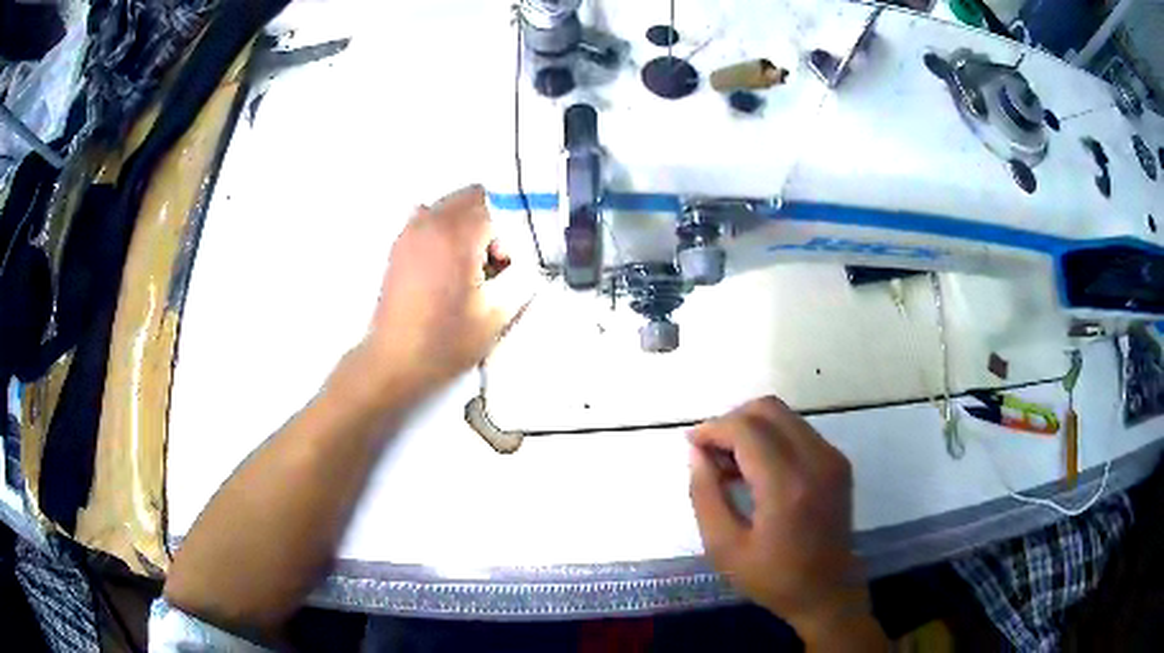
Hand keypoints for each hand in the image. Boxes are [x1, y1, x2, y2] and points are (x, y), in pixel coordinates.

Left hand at [362, 185, 535, 395]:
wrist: (396, 360)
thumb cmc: (446, 341)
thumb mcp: (496, 315)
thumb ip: (519, 281)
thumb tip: (529, 265)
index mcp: (457, 237)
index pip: (494, 208)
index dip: (505, 236)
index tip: (503, 267)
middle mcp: (430, 224)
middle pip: (469, 198)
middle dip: (487, 223)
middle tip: (488, 263)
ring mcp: (409, 233)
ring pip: (447, 206)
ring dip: (464, 224)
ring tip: (465, 263)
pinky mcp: (397, 246)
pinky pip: (426, 219)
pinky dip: (441, 230)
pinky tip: (443, 265)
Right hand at [689, 397, 879, 646]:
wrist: (827, 590)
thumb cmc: (772, 577)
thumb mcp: (723, 547)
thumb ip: (705, 495)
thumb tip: (697, 453)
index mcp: (786, 486)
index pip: (746, 430)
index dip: (714, 429)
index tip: (692, 445)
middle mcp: (815, 460)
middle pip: (767, 409)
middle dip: (732, 421)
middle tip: (710, 453)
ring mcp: (832, 458)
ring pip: (784, 416)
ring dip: (751, 428)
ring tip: (730, 464)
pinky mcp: (838, 462)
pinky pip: (798, 431)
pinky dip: (771, 438)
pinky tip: (757, 470)